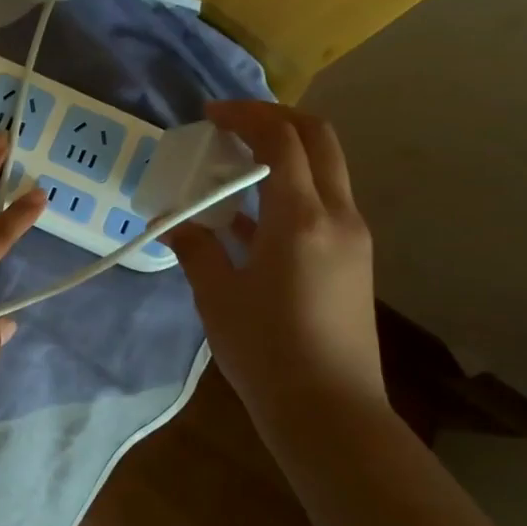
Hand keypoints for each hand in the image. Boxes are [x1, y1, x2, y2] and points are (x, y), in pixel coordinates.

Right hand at [168, 101, 386, 438]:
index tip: (209, 114)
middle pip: (318, 139)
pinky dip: (289, 191)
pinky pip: (321, 205)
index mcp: (301, 218)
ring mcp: (351, 238)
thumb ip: (195, 248)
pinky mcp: (351, 260)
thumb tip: (174, 223)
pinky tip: (247, 215)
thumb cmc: (265, 351)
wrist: (328, 411)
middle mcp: (337, 216)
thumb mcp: (216, 295)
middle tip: (231, 124)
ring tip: (233, 165)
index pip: (281, 139)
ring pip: (324, 170)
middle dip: (275, 119)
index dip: (245, 115)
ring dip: (283, 154)